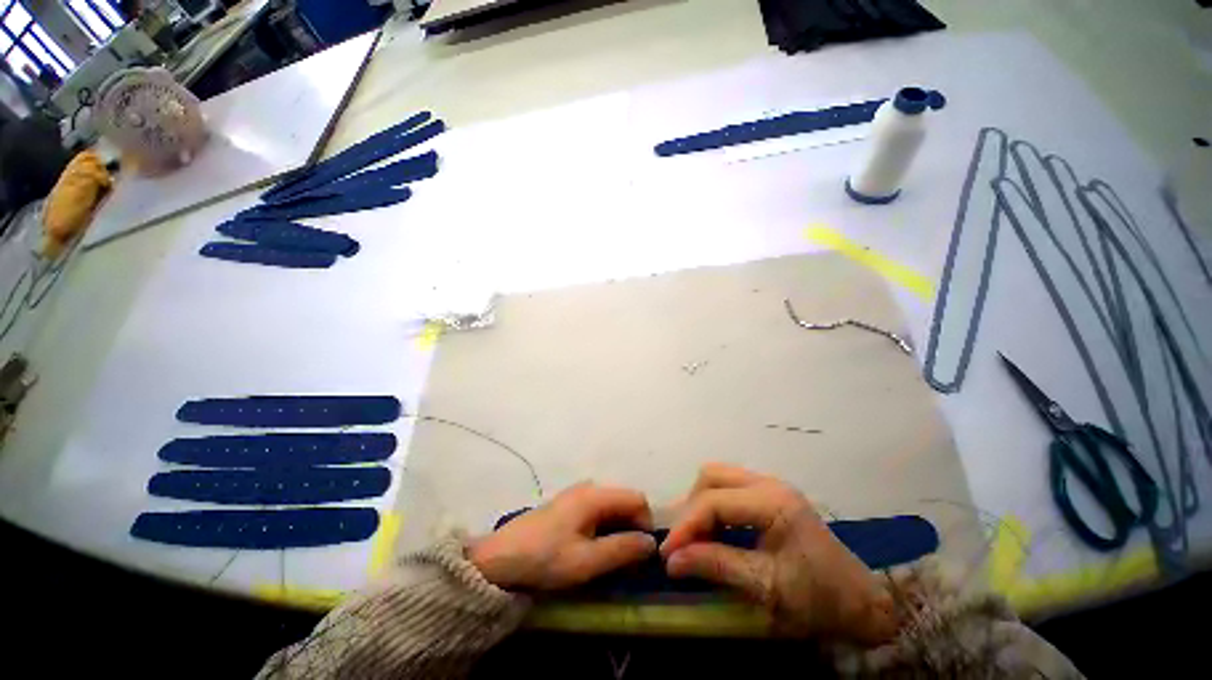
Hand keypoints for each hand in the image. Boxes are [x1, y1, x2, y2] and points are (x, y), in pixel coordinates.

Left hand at [469, 483, 656, 590]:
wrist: (500, 558)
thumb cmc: (545, 558)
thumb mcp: (586, 561)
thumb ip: (622, 549)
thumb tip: (651, 543)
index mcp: (595, 495)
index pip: (637, 499)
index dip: (646, 524)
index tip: (641, 553)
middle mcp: (589, 487)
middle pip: (624, 501)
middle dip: (632, 527)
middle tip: (627, 560)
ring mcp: (577, 494)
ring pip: (611, 506)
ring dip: (618, 528)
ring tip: (611, 556)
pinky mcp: (567, 504)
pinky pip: (597, 510)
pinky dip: (604, 527)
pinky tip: (593, 547)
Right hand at [661, 464, 896, 643]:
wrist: (862, 603)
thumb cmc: (818, 599)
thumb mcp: (765, 588)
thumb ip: (716, 566)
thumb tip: (671, 560)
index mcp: (773, 502)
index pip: (714, 500)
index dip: (686, 525)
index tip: (666, 553)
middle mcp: (769, 483)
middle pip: (712, 476)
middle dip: (691, 507)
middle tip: (682, 541)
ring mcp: (770, 486)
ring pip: (719, 477)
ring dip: (700, 502)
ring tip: (694, 535)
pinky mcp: (770, 495)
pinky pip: (730, 487)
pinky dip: (713, 504)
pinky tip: (713, 529)